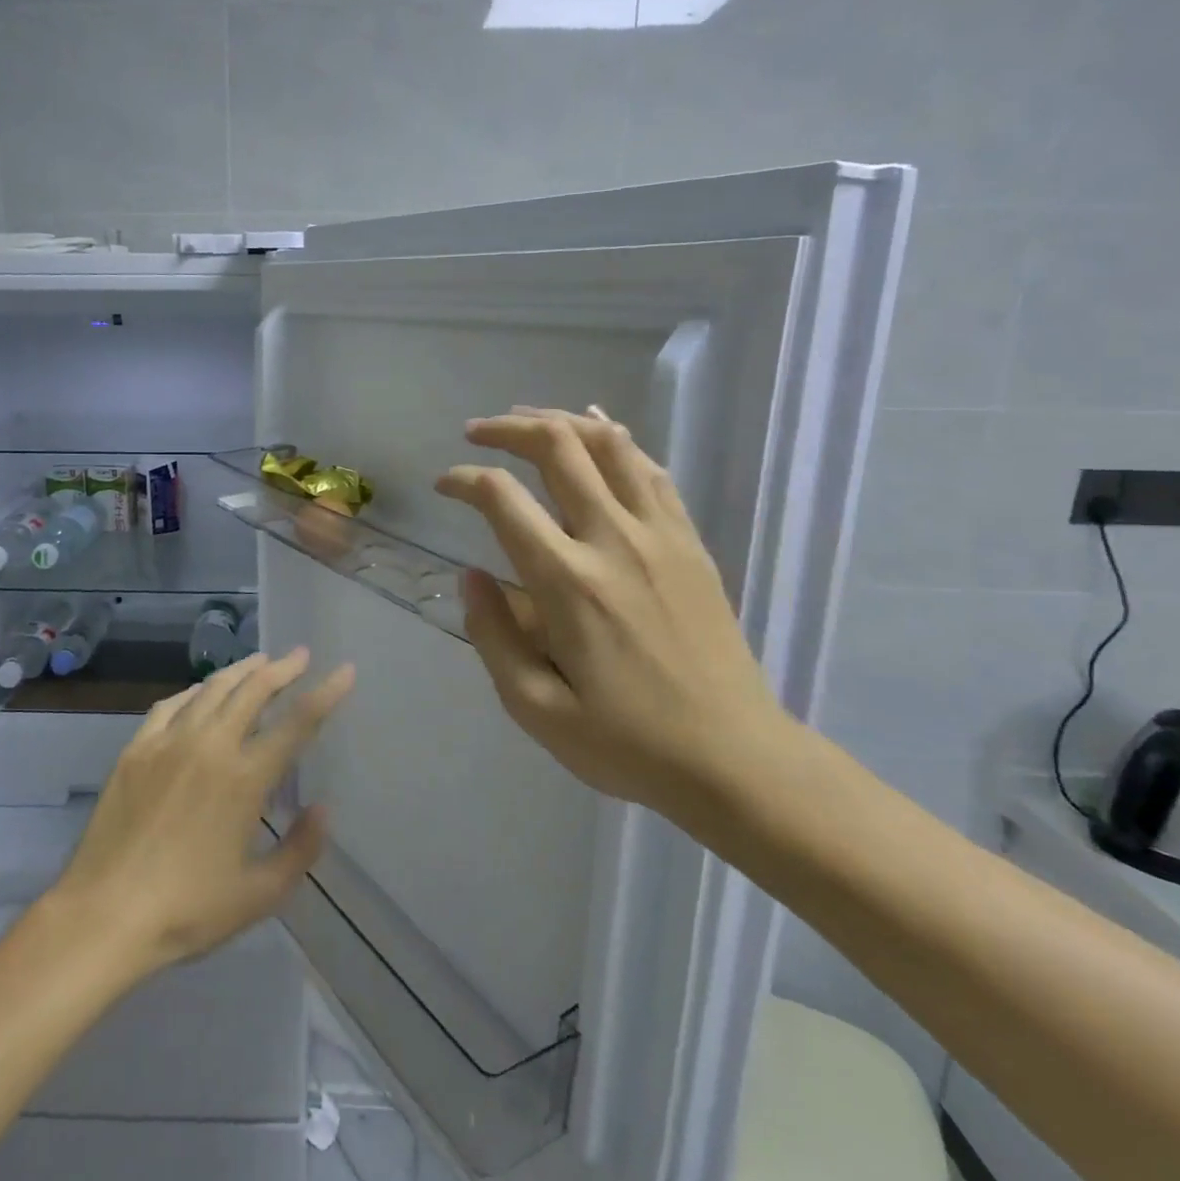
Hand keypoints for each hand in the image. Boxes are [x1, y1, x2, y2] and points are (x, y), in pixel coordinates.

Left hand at [55, 649, 355, 975]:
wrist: (104, 915)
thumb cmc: (188, 910)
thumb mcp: (259, 895)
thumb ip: (299, 849)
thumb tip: (323, 808)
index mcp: (244, 778)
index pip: (297, 723)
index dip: (326, 693)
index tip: (344, 670)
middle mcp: (210, 746)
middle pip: (253, 690)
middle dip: (282, 668)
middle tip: (299, 655)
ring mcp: (168, 742)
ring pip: (212, 689)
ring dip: (241, 671)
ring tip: (259, 662)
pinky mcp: (136, 749)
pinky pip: (171, 705)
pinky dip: (194, 691)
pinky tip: (200, 693)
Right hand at [435, 407, 795, 814]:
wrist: (735, 760)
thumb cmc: (626, 742)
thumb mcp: (535, 708)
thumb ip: (492, 635)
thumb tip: (469, 576)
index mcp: (567, 583)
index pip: (502, 499)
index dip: (464, 480)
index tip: (444, 484)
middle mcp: (613, 540)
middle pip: (558, 447)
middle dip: (508, 428)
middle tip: (477, 432)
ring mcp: (660, 535)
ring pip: (609, 444)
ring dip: (561, 421)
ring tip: (527, 421)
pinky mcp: (691, 542)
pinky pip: (651, 469)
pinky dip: (617, 440)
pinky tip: (597, 431)